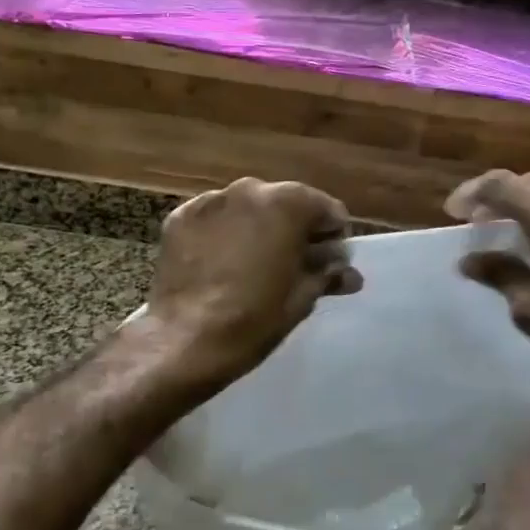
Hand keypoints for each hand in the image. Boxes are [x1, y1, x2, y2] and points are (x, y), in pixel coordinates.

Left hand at [141, 177, 361, 388]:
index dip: (333, 238)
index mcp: (287, 203)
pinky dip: (224, 234)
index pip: (327, 210)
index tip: (329, 264)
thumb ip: (327, 275)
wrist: (185, 340)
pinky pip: (215, 220)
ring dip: (258, 229)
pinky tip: (223, 265)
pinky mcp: (180, 218)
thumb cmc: (254, 318)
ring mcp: (210, 201)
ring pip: (248, 209)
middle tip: (295, 266)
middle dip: (295, 230)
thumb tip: (349, 273)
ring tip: (255, 266)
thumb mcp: (302, 298)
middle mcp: (249, 189)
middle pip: (286, 204)